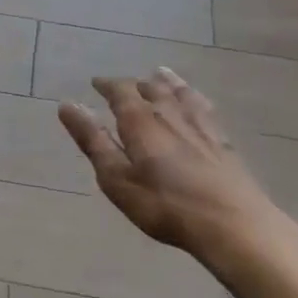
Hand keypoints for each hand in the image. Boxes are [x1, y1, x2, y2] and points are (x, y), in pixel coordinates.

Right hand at [59, 68, 297, 274]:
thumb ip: (92, 140)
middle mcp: (170, 113)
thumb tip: (67, 105)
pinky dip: (193, 96)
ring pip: (180, 93)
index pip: (121, 91)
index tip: (96, 83)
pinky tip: (196, 102)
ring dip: (166, 82)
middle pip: (151, 88)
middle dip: (135, 84)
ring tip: (160, 74)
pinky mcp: (223, 140)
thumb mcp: (116, 177)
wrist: (231, 223)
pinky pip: (203, 106)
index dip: (107, 85)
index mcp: (141, 121)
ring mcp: (200, 125)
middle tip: (125, 85)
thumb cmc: (163, 204)